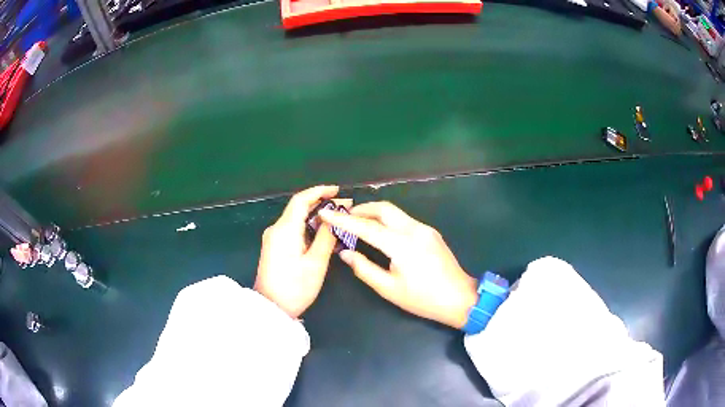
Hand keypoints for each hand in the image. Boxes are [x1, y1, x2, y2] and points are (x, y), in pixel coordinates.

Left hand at [255, 185, 340, 317]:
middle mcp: (276, 229)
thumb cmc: (295, 287)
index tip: (338, 191)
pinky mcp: (274, 247)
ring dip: (315, 217)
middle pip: (298, 208)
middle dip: (321, 204)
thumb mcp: (316, 263)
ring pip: (296, 219)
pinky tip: (322, 235)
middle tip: (344, 207)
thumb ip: (326, 236)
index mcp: (285, 229)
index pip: (301, 199)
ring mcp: (273, 238)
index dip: (320, 191)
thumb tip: (334, 217)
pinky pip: (292, 230)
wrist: (271, 308)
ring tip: (338, 220)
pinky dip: (308, 228)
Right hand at [319, 201, 477, 328]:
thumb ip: (364, 269)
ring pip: (395, 212)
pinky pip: (404, 220)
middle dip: (361, 209)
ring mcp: (425, 229)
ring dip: (375, 214)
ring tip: (359, 224)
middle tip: (344, 218)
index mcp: (402, 244)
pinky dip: (388, 221)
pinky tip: (381, 233)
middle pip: (383, 208)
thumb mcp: (389, 289)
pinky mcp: (431, 232)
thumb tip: (345, 253)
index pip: (366, 226)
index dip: (343, 220)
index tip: (326, 213)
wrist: (459, 298)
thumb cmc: (423, 299)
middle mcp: (414, 229)